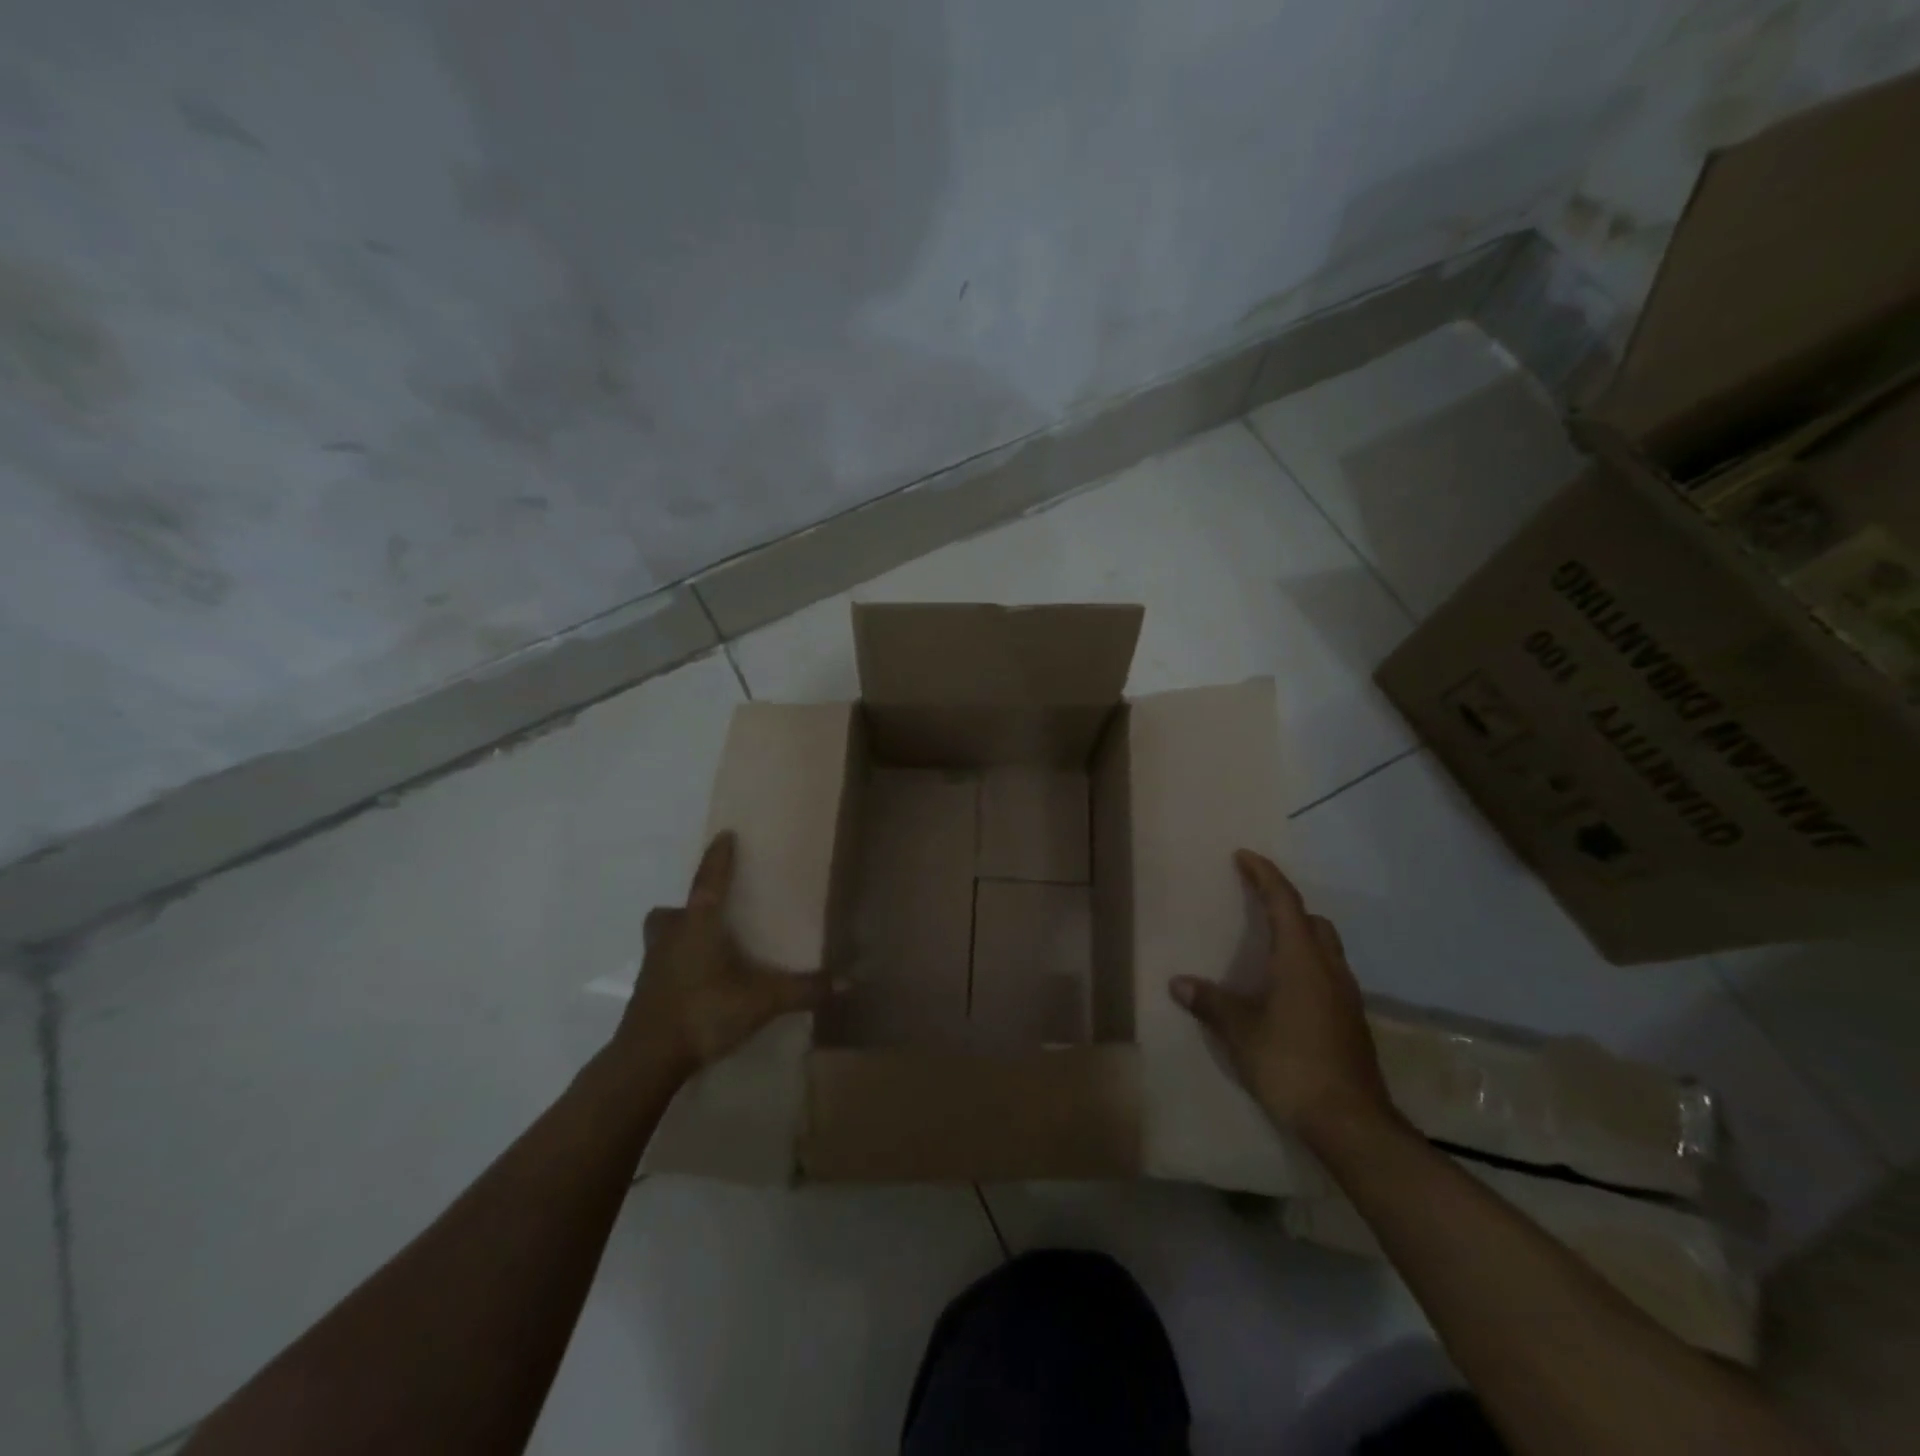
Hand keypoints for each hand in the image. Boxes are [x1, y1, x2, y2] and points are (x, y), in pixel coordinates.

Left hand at [614, 831, 835, 1078]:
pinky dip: (676, 966)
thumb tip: (848, 981)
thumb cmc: (705, 1012)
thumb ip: (804, 989)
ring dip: (678, 935)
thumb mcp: (763, 1001)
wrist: (647, 1059)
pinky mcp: (645, 992)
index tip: (725, 835)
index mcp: (699, 926)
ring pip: (661, 937)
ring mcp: (653, 966)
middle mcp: (672, 937)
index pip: (709, 881)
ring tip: (704, 948)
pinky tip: (698, 983)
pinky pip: (660, 965)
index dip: (718, 858)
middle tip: (712, 913)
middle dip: (688, 907)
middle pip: (671, 911)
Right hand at [1169, 850, 1396, 1141]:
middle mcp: (1330, 970)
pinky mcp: (1352, 1023)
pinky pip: (1329, 977)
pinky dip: (1307, 967)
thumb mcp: (1241, 1032)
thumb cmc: (1291, 1064)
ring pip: (1326, 950)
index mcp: (1302, 960)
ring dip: (1300, 937)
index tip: (1244, 856)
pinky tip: (1286, 993)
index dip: (1264, 875)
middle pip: (1313, 922)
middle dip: (1286, 906)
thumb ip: (1211, 1003)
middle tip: (1257, 905)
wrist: (1351, 1122)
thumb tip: (1179, 983)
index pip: (1284, 902)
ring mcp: (1347, 997)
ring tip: (1268, 948)